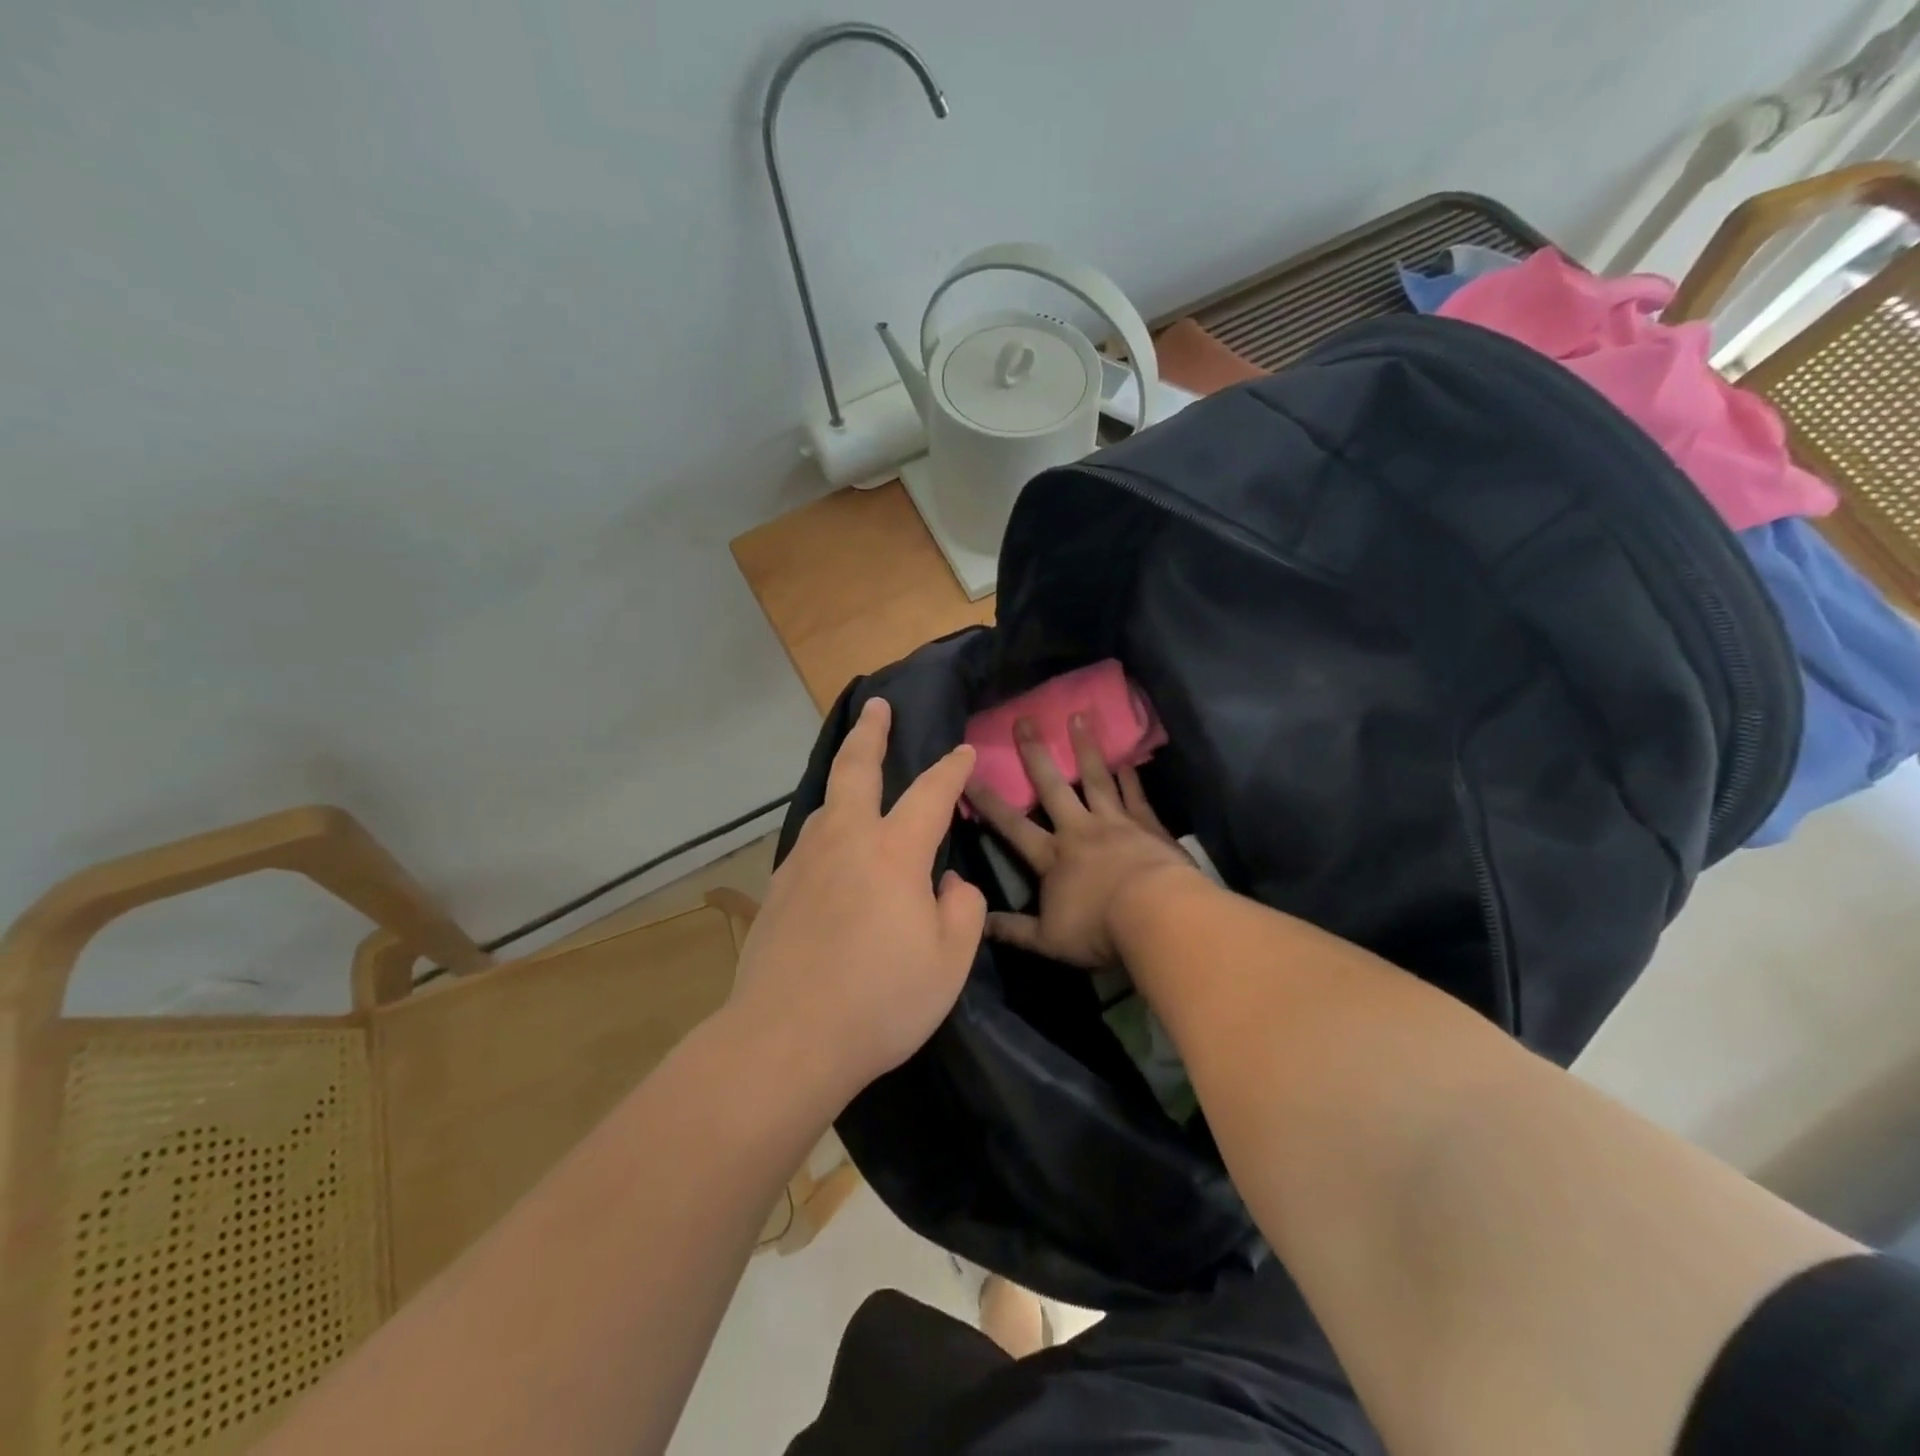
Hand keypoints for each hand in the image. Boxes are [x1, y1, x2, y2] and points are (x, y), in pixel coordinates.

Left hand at [729, 697, 986, 1100]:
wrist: (785, 1040)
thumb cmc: (880, 1002)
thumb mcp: (949, 963)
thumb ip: (961, 910)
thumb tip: (949, 883)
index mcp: (894, 853)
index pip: (930, 794)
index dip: (951, 769)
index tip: (964, 751)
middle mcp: (845, 842)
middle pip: (855, 769)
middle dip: (870, 732)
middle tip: (876, 706)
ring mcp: (804, 863)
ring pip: (826, 804)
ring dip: (843, 780)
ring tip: (855, 776)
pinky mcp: (778, 890)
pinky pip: (809, 842)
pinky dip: (827, 828)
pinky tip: (832, 849)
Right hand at [967, 714, 1198, 968]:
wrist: (1157, 917)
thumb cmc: (1099, 929)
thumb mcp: (1048, 940)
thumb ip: (1013, 929)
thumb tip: (978, 921)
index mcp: (1052, 856)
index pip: (1011, 825)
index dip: (987, 801)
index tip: (967, 775)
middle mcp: (1079, 830)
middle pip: (1053, 786)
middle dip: (1035, 753)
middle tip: (1024, 719)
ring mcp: (1115, 823)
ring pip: (1096, 778)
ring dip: (1085, 748)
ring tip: (1079, 716)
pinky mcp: (1147, 825)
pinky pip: (1134, 794)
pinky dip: (1129, 776)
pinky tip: (1126, 758)